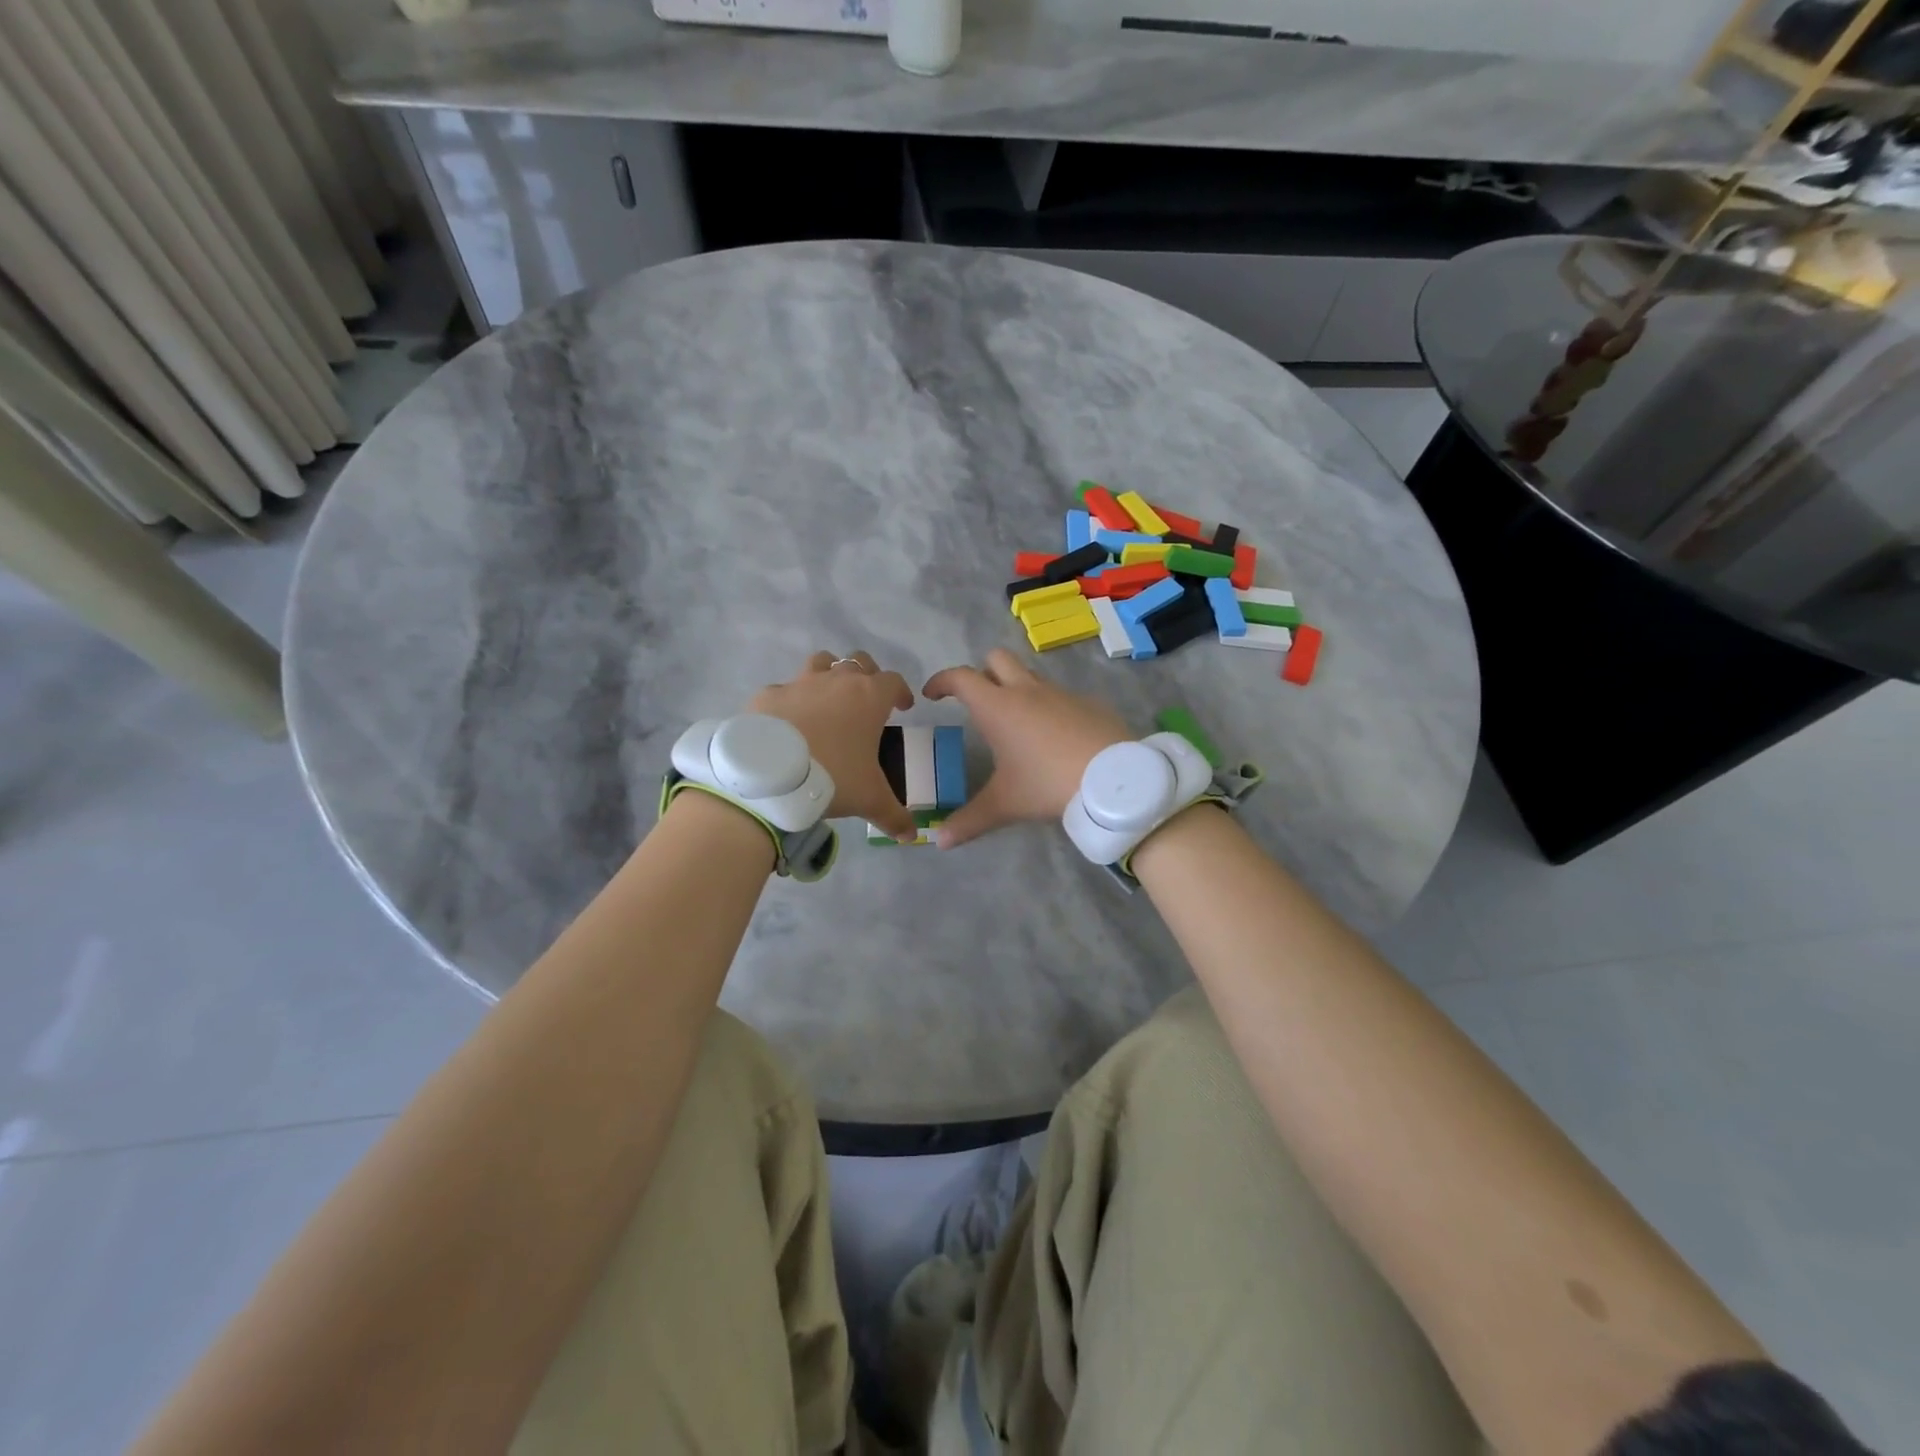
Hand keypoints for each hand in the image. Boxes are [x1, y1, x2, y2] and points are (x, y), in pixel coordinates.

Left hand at [750, 652, 917, 842]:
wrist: (770, 776)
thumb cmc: (833, 778)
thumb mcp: (870, 799)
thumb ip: (894, 816)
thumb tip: (911, 836)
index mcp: (868, 697)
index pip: (894, 681)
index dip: (902, 691)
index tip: (903, 706)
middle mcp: (836, 681)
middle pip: (858, 662)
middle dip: (867, 676)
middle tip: (867, 701)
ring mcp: (799, 683)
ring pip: (821, 662)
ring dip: (829, 675)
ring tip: (828, 701)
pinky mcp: (768, 695)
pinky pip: (785, 690)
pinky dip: (791, 701)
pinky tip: (788, 723)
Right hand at [921, 649, 1130, 847]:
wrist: (1113, 778)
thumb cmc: (1048, 784)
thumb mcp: (1005, 804)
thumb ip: (970, 821)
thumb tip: (940, 841)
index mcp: (998, 707)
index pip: (960, 678)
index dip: (941, 681)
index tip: (932, 694)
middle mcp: (1026, 690)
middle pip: (996, 659)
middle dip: (981, 672)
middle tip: (976, 701)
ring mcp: (1060, 692)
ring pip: (1030, 675)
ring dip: (1017, 688)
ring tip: (1016, 723)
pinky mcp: (1087, 702)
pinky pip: (1059, 695)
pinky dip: (1048, 707)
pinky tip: (1054, 737)